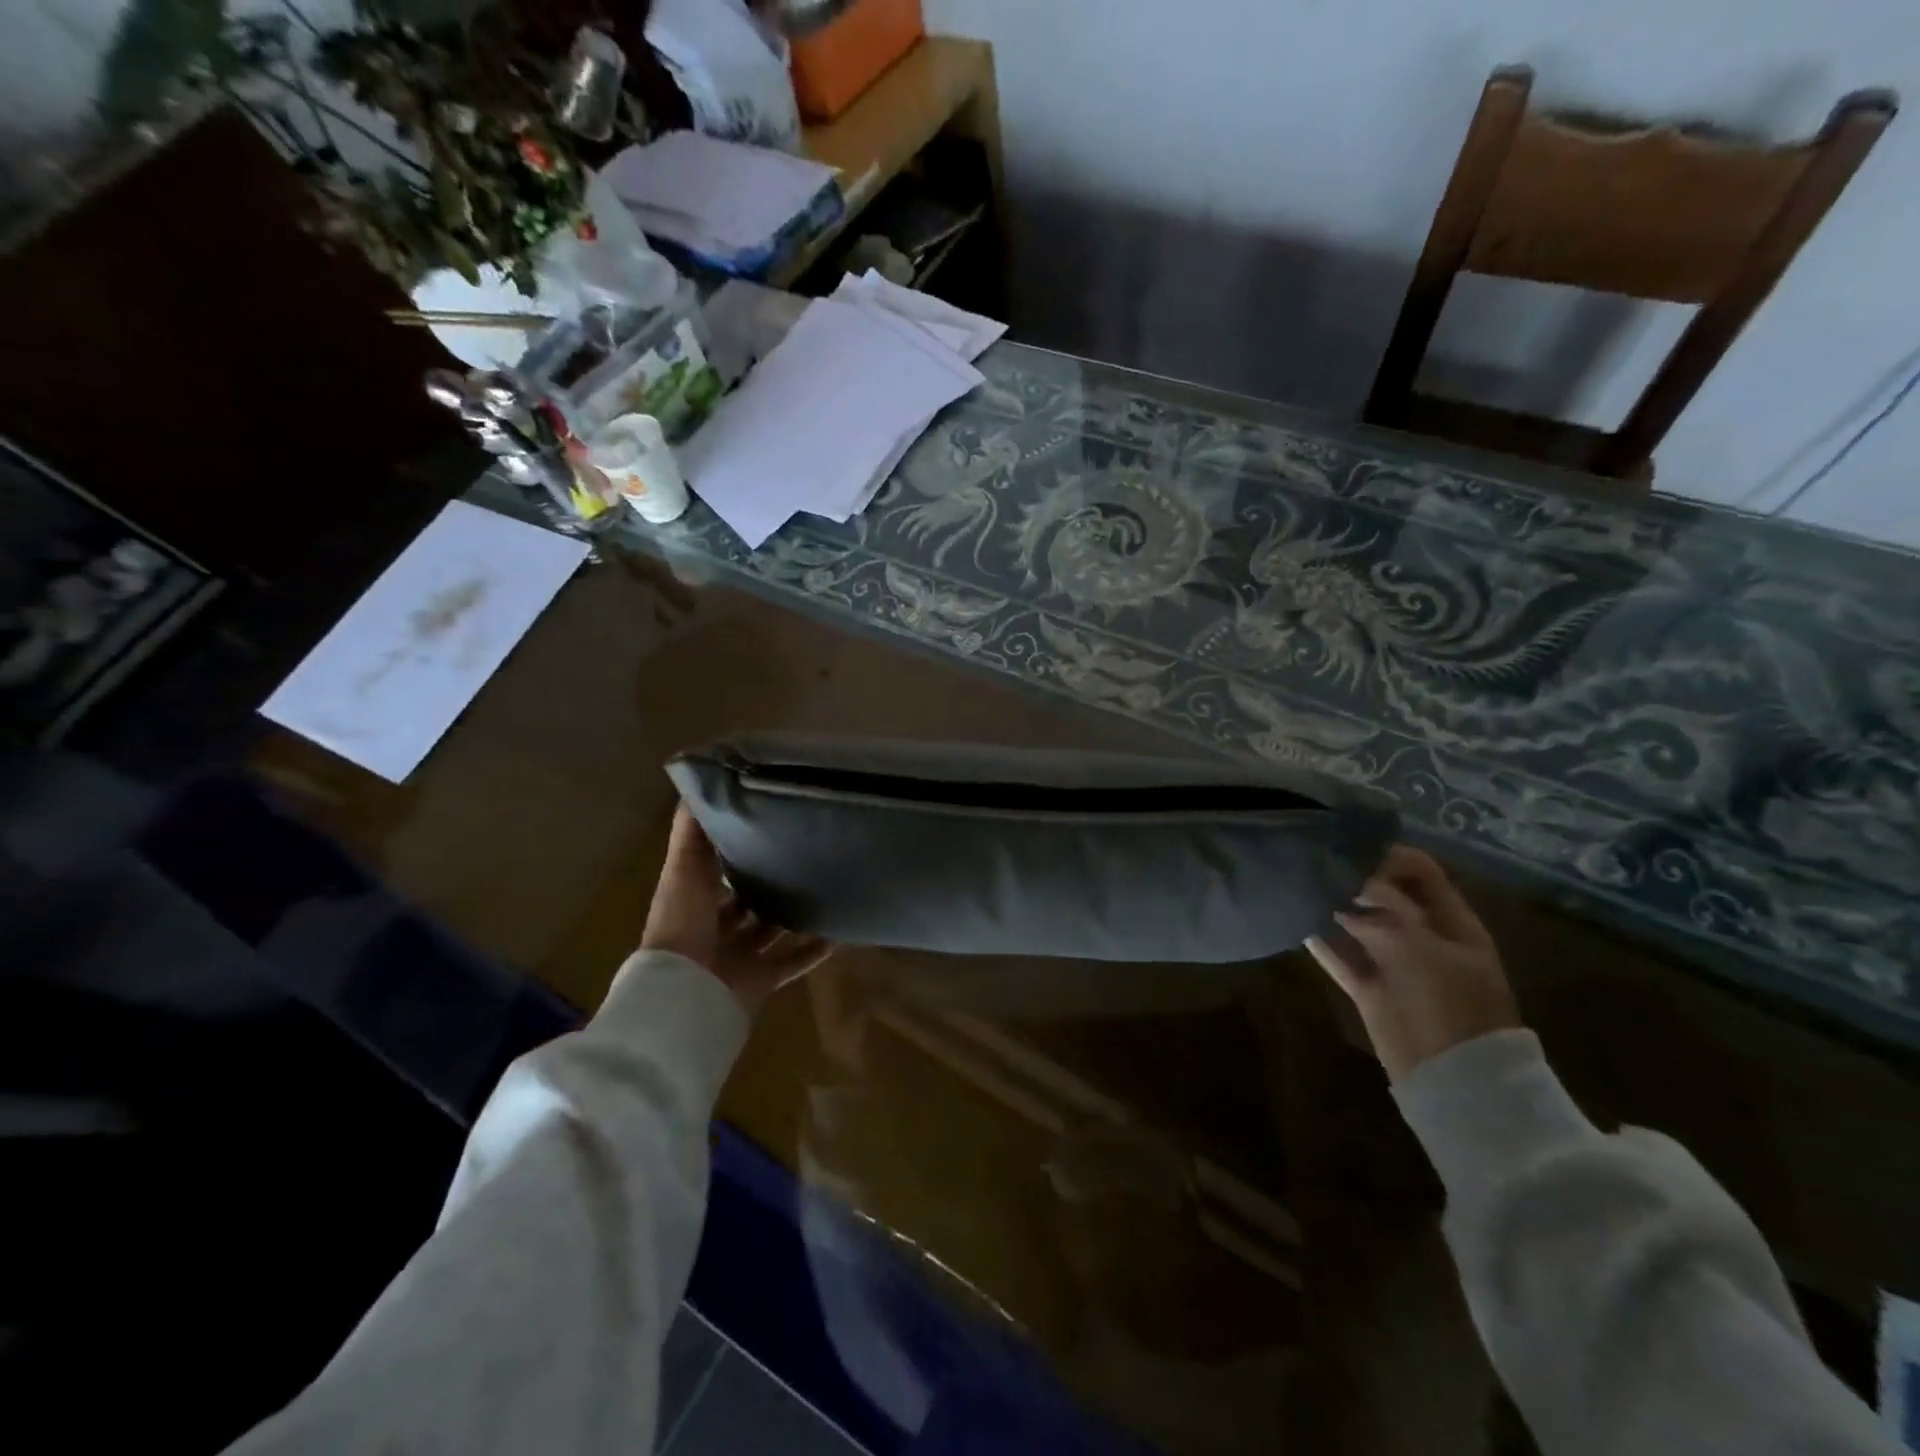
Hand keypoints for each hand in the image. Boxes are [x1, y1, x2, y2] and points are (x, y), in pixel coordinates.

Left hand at [639, 804, 831, 1013]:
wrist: (685, 994)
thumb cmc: (683, 925)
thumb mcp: (683, 868)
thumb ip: (691, 832)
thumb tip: (698, 783)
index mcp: (694, 902)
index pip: (716, 872)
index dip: (735, 850)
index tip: (764, 826)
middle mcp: (715, 929)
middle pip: (745, 903)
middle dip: (766, 883)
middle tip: (802, 855)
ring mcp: (738, 957)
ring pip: (770, 932)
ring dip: (792, 916)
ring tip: (824, 889)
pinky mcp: (760, 980)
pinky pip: (791, 963)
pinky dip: (812, 951)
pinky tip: (837, 933)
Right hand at [1306, 845, 1519, 1082]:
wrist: (1454, 1078)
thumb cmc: (1448, 1003)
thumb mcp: (1419, 945)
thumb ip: (1385, 908)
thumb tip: (1353, 883)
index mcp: (1452, 923)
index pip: (1423, 873)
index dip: (1390, 857)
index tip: (1352, 851)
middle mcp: (1424, 937)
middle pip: (1387, 896)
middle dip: (1356, 879)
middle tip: (1317, 864)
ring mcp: (1396, 964)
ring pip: (1361, 925)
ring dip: (1335, 908)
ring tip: (1302, 886)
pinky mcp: (1371, 989)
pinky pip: (1342, 958)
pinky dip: (1322, 943)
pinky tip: (1298, 923)